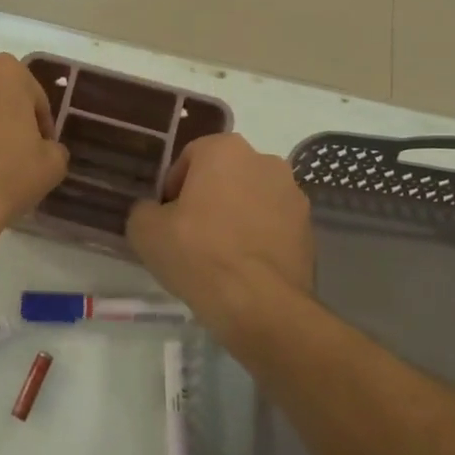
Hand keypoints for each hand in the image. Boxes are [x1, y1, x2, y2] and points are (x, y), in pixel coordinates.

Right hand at [127, 133, 312, 341]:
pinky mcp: (309, 229)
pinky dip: (257, 238)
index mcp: (226, 150)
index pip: (190, 156)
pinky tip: (242, 268)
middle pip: (225, 175)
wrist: (259, 304)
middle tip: (188, 234)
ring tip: (218, 254)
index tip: (166, 216)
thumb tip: (155, 212)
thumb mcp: (145, 230)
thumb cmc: (198, 253)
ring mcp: (294, 195)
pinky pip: (272, 226)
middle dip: (207, 197)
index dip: (173, 186)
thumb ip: (144, 210)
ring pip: (251, 199)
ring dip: (235, 217)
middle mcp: (266, 161)